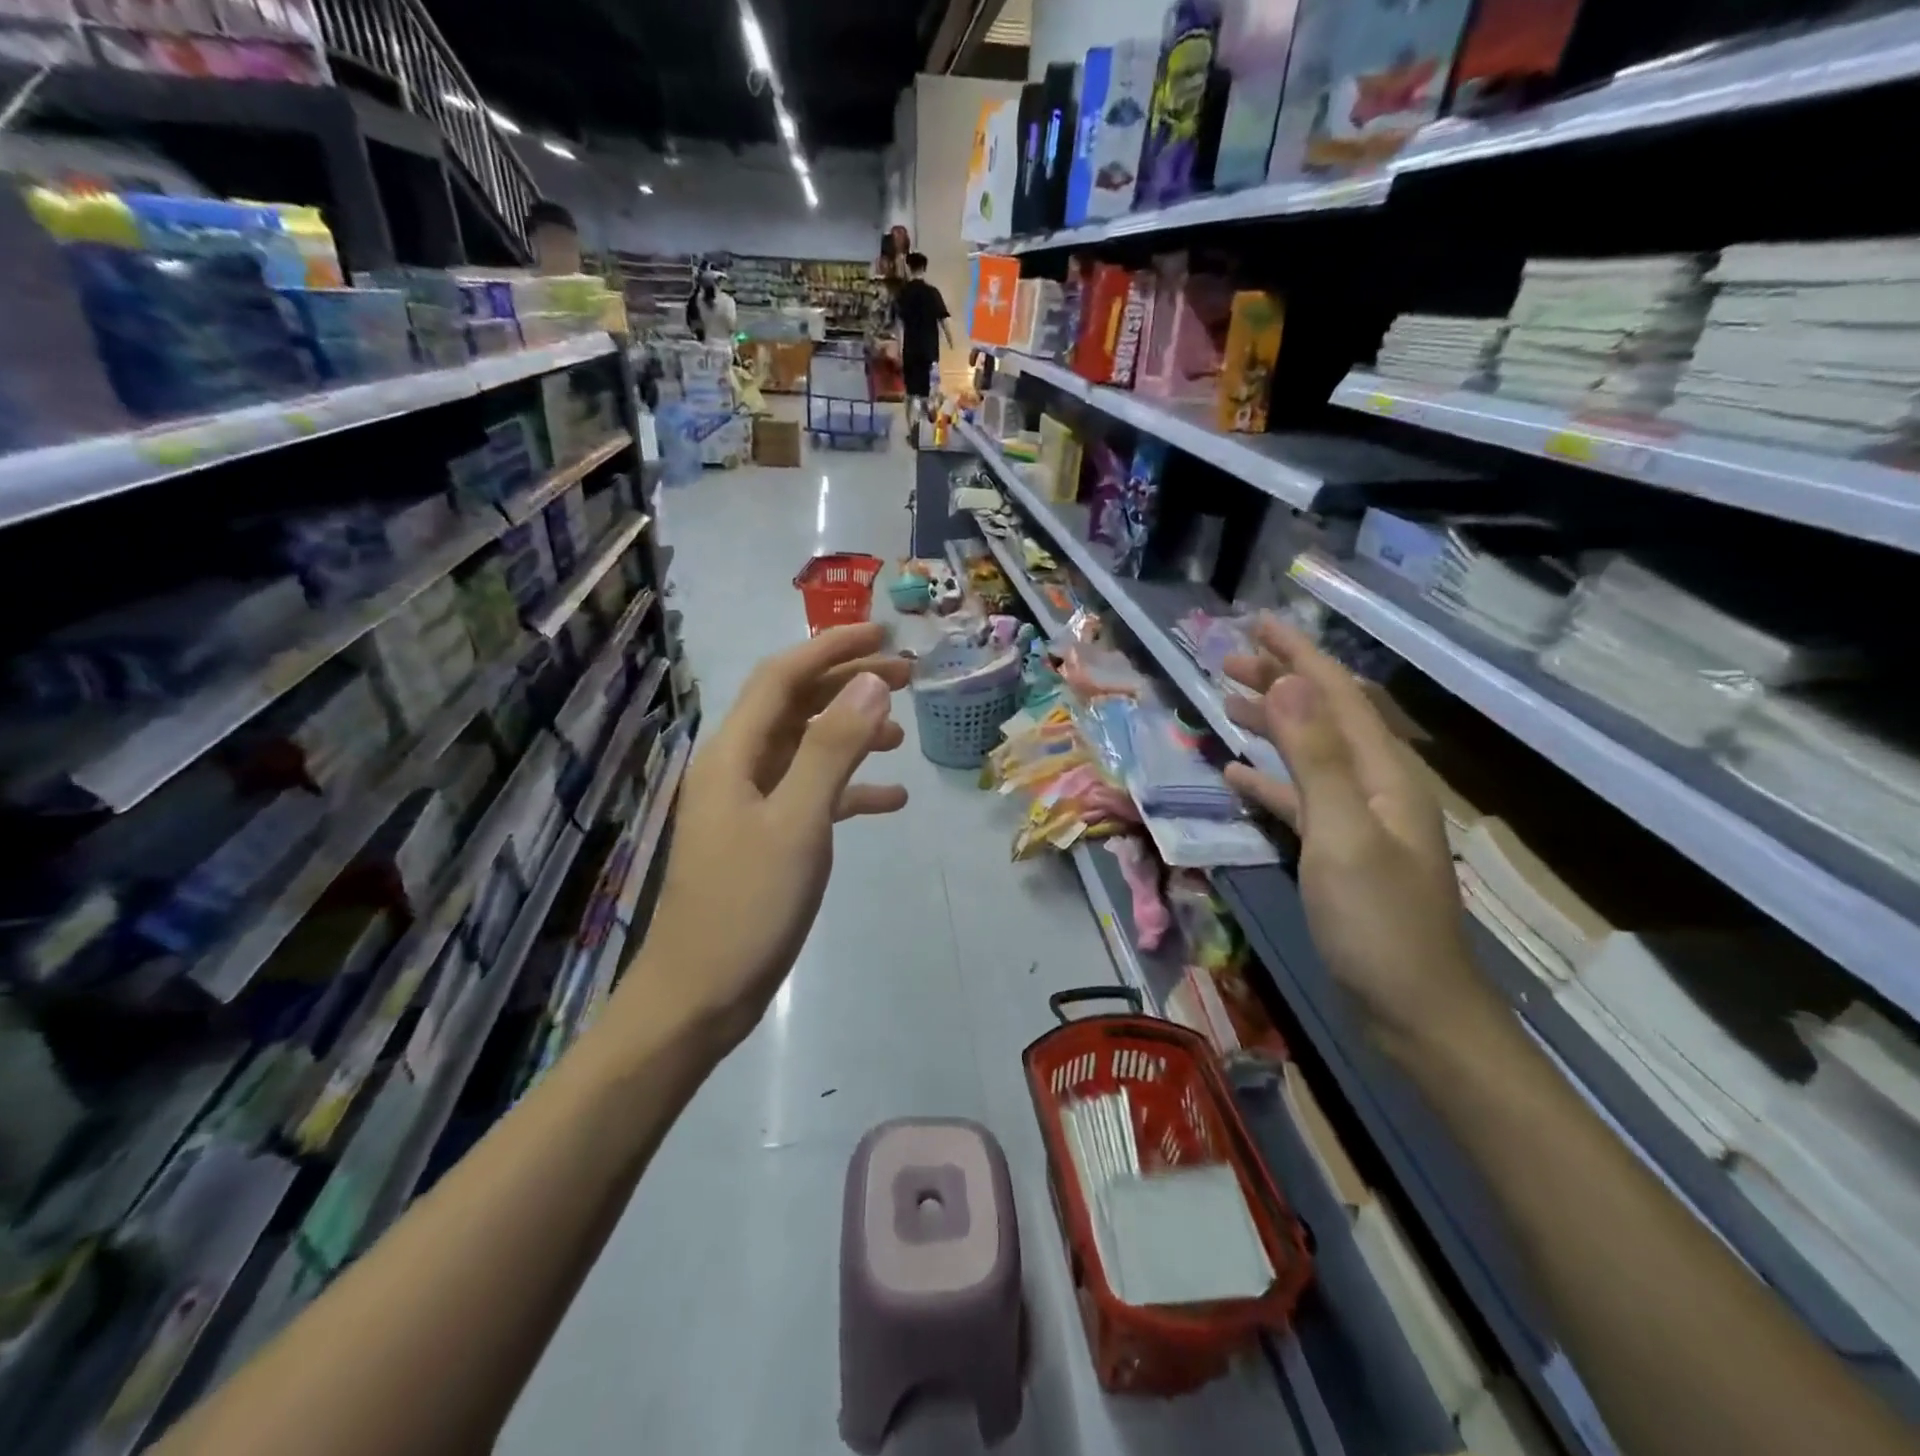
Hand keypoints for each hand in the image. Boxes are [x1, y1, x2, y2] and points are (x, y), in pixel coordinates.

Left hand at [621, 624, 910, 1051]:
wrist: (699, 996)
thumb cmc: (747, 907)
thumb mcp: (798, 823)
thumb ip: (833, 749)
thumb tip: (870, 681)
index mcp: (733, 755)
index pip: (782, 677)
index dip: (831, 647)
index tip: (884, 635)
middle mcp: (737, 768)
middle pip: (795, 706)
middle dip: (848, 684)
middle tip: (907, 676)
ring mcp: (749, 805)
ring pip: (805, 749)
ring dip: (851, 734)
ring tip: (902, 733)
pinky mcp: (764, 838)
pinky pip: (811, 795)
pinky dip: (849, 789)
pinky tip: (892, 799)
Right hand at [1220, 618, 1499, 1050]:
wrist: (1413, 1011)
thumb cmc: (1378, 923)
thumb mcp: (1342, 837)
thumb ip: (1316, 760)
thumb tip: (1290, 683)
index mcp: (1384, 774)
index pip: (1337, 695)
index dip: (1298, 655)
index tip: (1256, 623)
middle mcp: (1375, 787)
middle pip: (1324, 717)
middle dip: (1279, 682)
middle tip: (1225, 660)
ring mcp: (1358, 821)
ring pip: (1308, 754)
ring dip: (1271, 724)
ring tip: (1225, 702)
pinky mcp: (1339, 852)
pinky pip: (1299, 799)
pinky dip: (1268, 780)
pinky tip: (1235, 775)